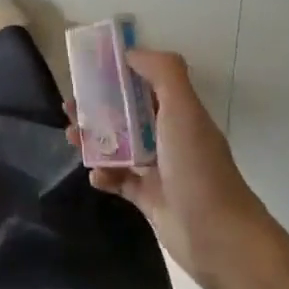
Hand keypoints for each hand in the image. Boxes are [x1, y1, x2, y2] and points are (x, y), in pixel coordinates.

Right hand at [71, 48, 268, 288]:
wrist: (217, 236)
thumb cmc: (197, 166)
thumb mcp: (183, 109)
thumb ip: (162, 73)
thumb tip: (132, 53)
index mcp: (178, 113)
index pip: (145, 83)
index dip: (119, 73)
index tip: (89, 68)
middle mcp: (169, 137)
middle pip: (126, 113)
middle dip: (97, 107)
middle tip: (70, 106)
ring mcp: (159, 169)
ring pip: (118, 146)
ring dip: (94, 139)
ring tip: (72, 137)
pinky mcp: (148, 198)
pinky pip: (118, 180)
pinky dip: (104, 176)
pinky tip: (96, 176)